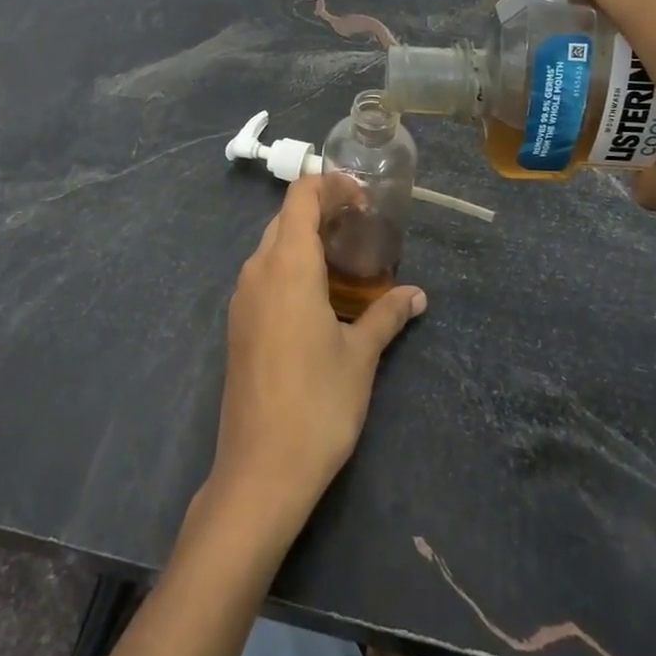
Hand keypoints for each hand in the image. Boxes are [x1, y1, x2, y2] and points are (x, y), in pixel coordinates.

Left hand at [208, 175, 425, 539]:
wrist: (260, 470)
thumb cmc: (317, 405)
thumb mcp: (360, 356)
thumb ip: (387, 314)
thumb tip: (417, 295)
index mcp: (287, 265)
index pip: (300, 197)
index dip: (330, 185)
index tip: (364, 199)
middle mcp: (257, 270)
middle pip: (285, 218)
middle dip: (322, 211)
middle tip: (363, 227)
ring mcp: (242, 298)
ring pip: (272, 246)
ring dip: (305, 240)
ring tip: (346, 259)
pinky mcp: (238, 323)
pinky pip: (264, 275)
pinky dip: (290, 267)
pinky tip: (319, 295)